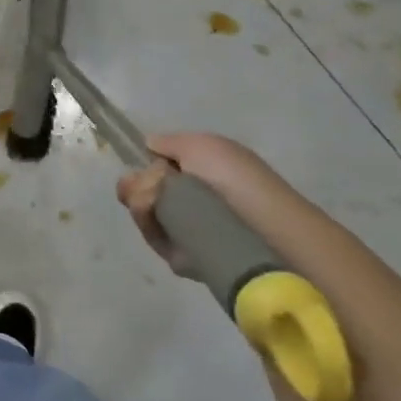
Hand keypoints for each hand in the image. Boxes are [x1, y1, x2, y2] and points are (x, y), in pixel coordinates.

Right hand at [115, 132, 293, 280]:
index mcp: (196, 175)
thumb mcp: (202, 145)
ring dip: (140, 201)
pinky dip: (149, 224)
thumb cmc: (237, 179)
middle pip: (139, 191)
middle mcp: (188, 202)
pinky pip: (153, 238)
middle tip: (152, 185)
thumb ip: (169, 143)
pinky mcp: (181, 257)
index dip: (141, 167)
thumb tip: (147, 146)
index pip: (152, 170)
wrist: (264, 227)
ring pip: (141, 213)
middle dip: (136, 185)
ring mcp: (183, 230)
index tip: (139, 164)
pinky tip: (159, 218)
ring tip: (154, 200)